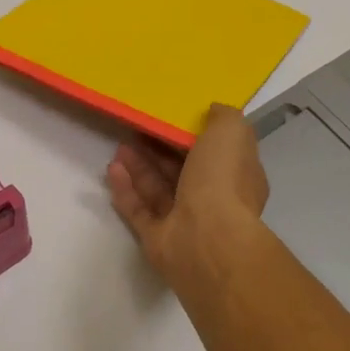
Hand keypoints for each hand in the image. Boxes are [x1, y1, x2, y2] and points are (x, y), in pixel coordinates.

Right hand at [105, 104, 269, 289]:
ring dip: (140, 167)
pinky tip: (112, 170)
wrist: (207, 239)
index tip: (172, 116)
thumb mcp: (231, 133)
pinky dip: (126, 190)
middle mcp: (213, 200)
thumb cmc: (222, 181)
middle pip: (183, 170)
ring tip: (120, 146)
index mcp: (237, 177)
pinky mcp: (158, 239)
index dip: (194, 134)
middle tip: (138, 129)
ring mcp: (184, 222)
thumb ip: (223, 117)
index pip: (217, 152)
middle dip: (160, 150)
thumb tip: (212, 111)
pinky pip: (139, 210)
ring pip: (158, 190)